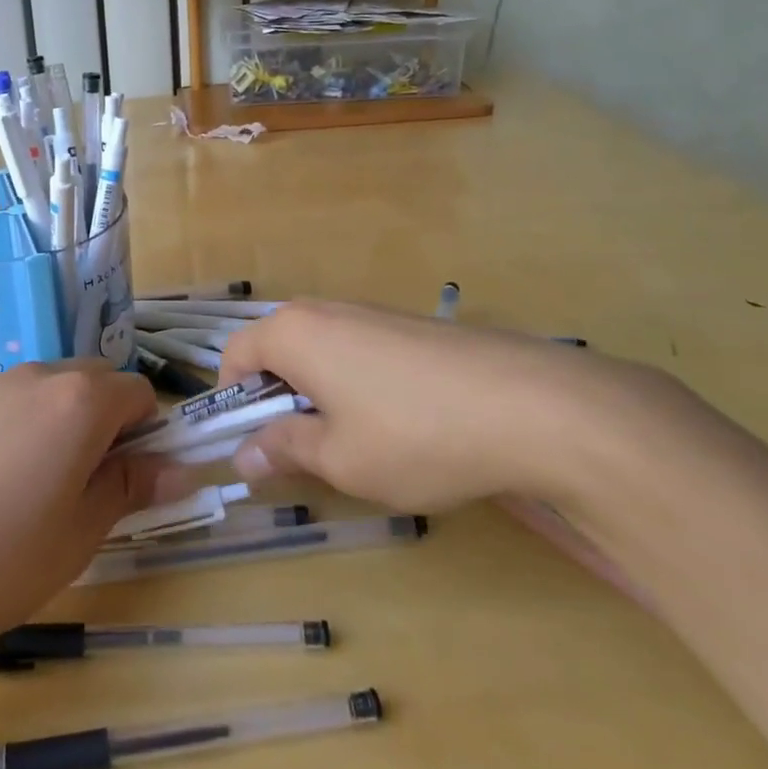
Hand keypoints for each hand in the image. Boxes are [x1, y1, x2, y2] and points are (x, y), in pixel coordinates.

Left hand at [0, 362, 192, 662]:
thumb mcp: (77, 536)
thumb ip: (129, 489)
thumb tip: (179, 468)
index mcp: (78, 401)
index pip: (139, 394)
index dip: (146, 436)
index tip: (129, 484)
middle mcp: (37, 376)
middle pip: (95, 382)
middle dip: (106, 425)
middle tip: (85, 490)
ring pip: (49, 391)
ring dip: (61, 426)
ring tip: (33, 494)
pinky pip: (7, 404)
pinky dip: (19, 430)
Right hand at [218, 300, 664, 512]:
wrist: (533, 405)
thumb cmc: (414, 434)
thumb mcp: (339, 459)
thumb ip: (285, 449)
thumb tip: (243, 455)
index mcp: (294, 332)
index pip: (235, 353)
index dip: (234, 401)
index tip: (257, 444)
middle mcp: (327, 310)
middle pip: (279, 349)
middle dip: (280, 398)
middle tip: (308, 449)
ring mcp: (374, 312)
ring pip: (323, 351)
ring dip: (321, 393)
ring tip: (359, 442)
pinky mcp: (412, 325)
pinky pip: (361, 349)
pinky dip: (359, 384)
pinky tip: (402, 423)